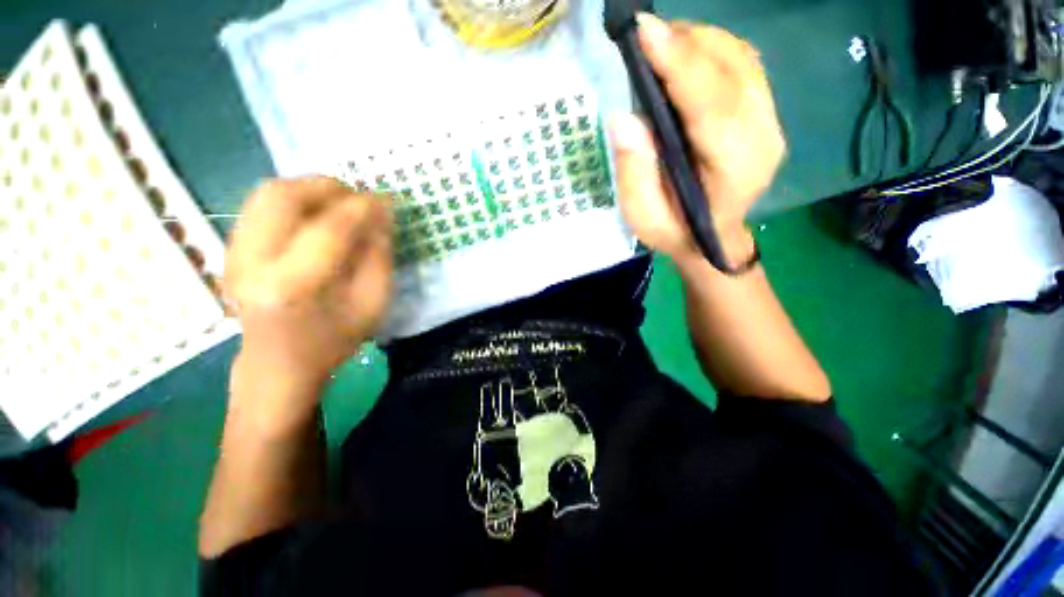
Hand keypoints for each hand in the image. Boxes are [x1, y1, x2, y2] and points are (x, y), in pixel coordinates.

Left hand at [224, 177, 392, 391]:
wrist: (278, 362)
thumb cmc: (333, 338)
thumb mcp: (372, 303)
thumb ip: (379, 256)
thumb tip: (381, 216)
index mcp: (292, 286)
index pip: (329, 229)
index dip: (362, 208)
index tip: (386, 199)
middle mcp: (252, 262)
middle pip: (283, 197)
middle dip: (328, 186)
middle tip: (358, 196)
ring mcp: (233, 253)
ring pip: (267, 193)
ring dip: (309, 188)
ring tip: (339, 201)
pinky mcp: (230, 248)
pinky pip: (260, 205)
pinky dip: (293, 198)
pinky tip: (315, 213)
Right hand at [610, 14, 785, 266]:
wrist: (713, 239)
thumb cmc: (676, 233)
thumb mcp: (644, 218)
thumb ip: (635, 173)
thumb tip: (625, 119)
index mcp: (733, 168)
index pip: (710, 103)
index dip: (679, 64)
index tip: (646, 31)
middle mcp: (762, 136)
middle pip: (730, 69)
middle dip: (686, 43)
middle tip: (645, 38)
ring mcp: (770, 121)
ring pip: (740, 58)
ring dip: (698, 42)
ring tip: (660, 46)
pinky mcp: (765, 113)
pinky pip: (743, 64)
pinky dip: (712, 50)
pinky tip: (686, 58)